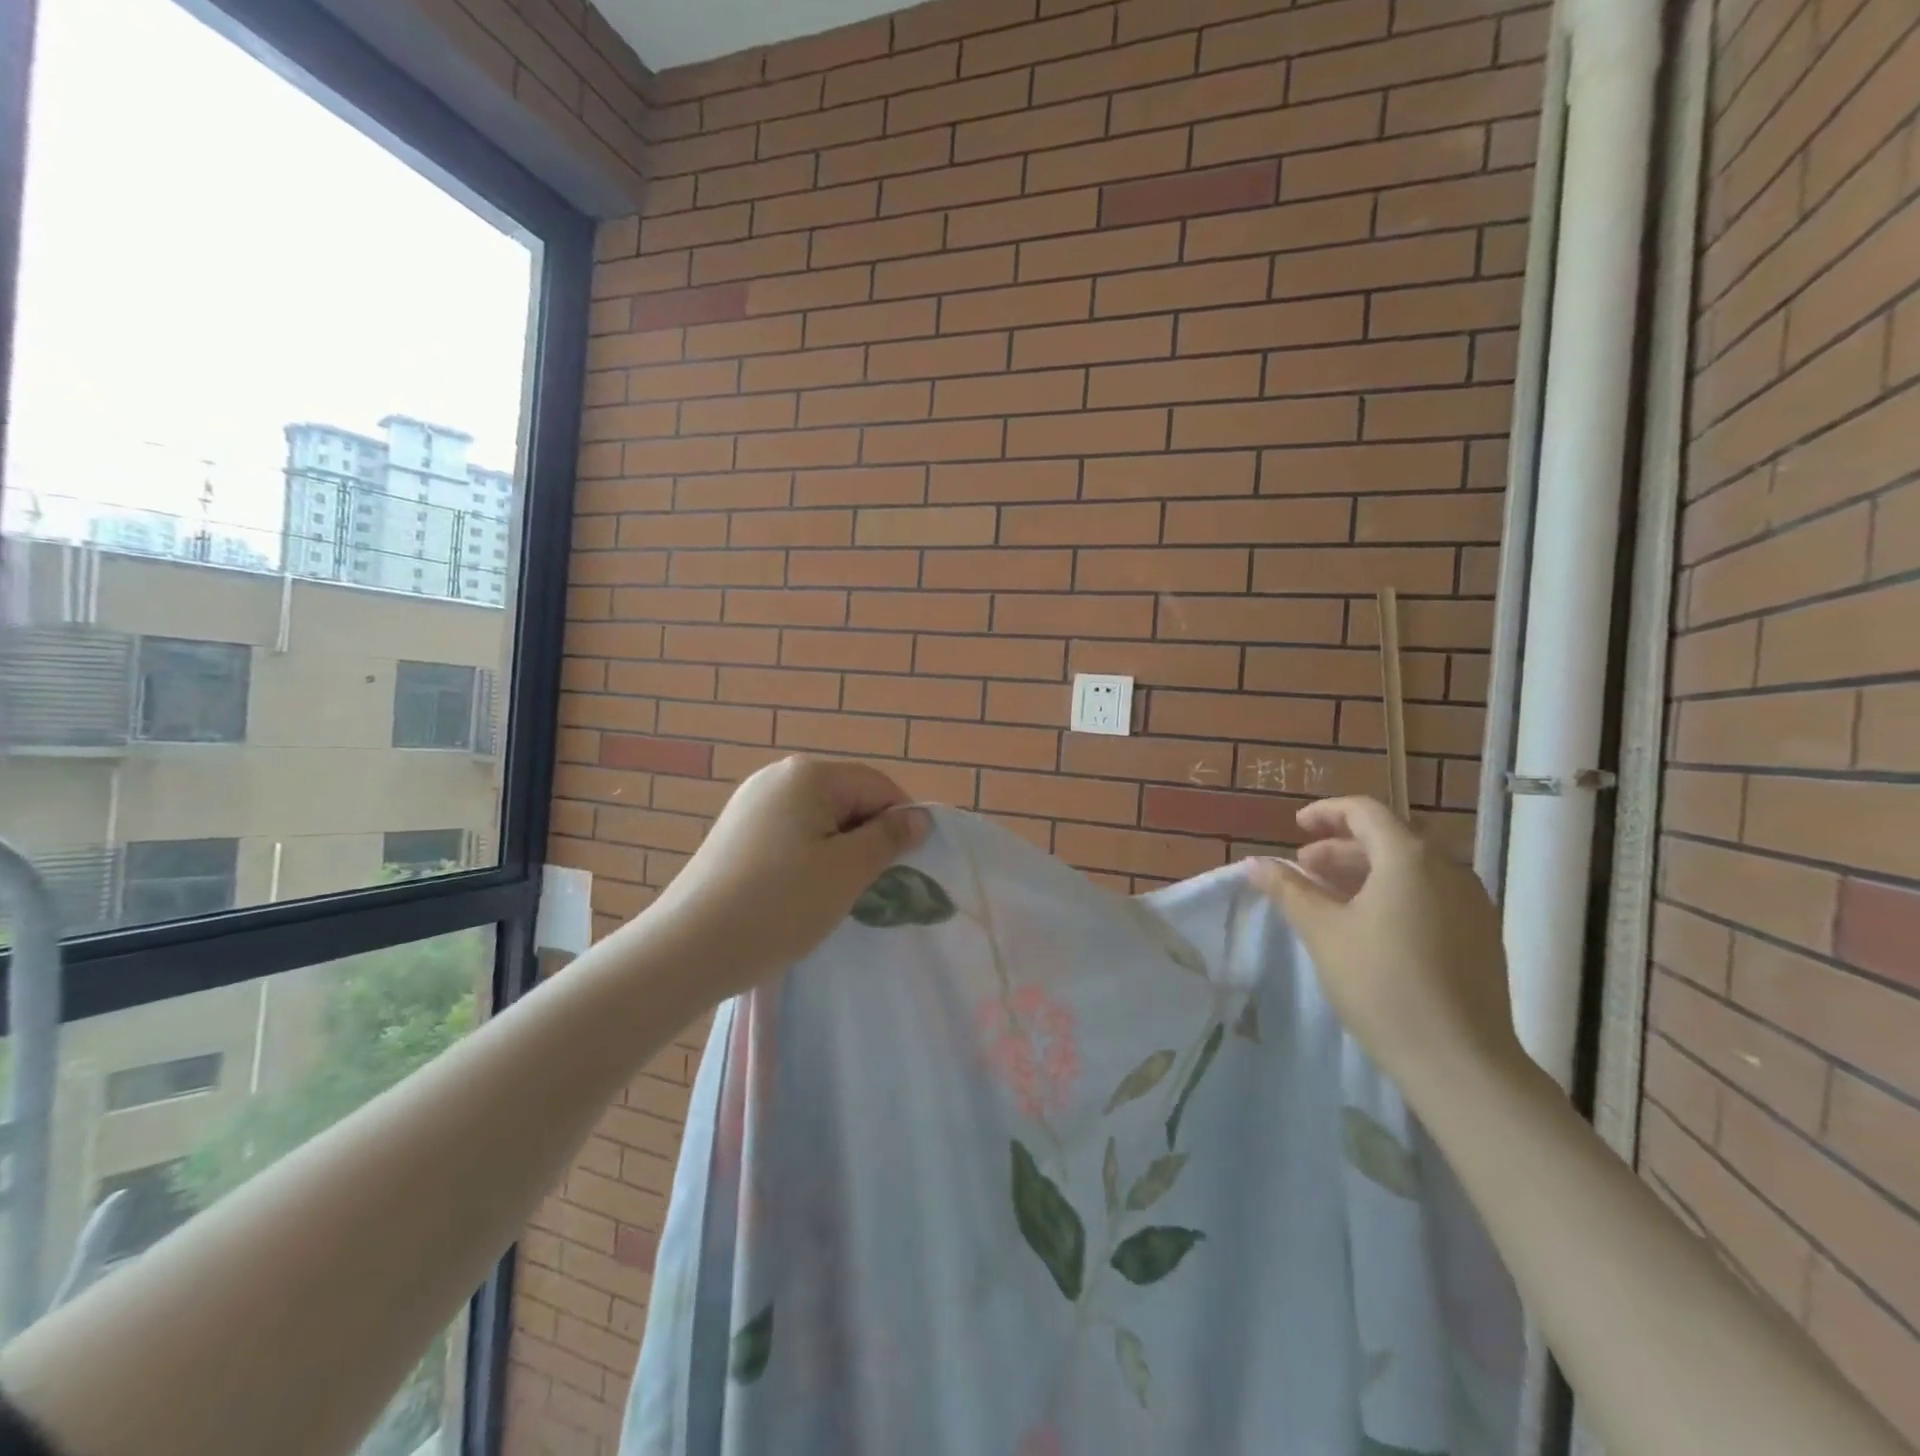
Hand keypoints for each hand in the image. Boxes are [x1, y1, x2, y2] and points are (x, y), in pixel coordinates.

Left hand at [647, 756, 929, 994]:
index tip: (906, 868)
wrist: (687, 950)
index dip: (900, 823)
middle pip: (847, 799)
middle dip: (868, 838)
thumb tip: (919, 817)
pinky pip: (791, 835)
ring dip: (840, 852)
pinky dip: (809, 859)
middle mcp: (777, 777)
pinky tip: (801, 895)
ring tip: (836, 896)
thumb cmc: (779, 904)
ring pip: (820, 820)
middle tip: (872, 887)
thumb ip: (889, 838)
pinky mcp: (736, 833)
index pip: (878, 786)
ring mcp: (751, 804)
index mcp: (808, 774)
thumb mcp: (847, 871)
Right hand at [1248, 797, 1524, 1097]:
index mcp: (1409, 858)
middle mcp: (1448, 869)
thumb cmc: (1382, 984)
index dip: (1326, 813)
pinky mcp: (1482, 935)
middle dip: (1342, 846)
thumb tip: (1255, 864)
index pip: (1365, 811)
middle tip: (1305, 868)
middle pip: (1390, 837)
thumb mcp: (1323, 932)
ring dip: (1368, 870)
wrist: (1461, 1061)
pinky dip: (1395, 892)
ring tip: (1330, 896)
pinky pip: (1431, 894)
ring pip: (1412, 868)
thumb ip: (1289, 890)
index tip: (1296, 827)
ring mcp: (1473, 903)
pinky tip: (1371, 925)